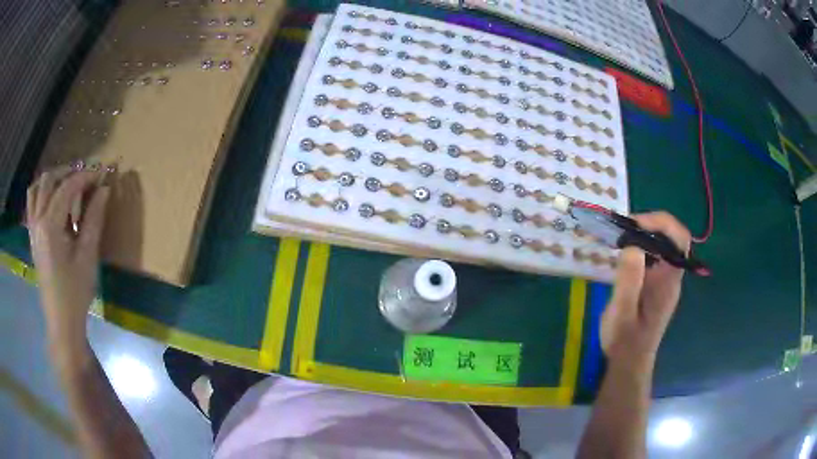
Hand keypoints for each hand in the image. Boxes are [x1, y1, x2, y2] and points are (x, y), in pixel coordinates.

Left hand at [27, 170, 109, 344]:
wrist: (61, 321)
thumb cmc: (75, 292)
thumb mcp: (87, 256)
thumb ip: (94, 219)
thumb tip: (104, 189)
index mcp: (50, 225)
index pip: (67, 187)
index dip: (85, 176)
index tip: (101, 173)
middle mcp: (37, 220)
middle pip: (49, 180)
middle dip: (68, 172)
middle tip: (86, 177)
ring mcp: (32, 228)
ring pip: (37, 188)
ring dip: (53, 180)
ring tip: (67, 184)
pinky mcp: (32, 236)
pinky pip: (32, 203)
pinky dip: (41, 192)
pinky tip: (52, 200)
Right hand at [600, 212, 690, 368]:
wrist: (629, 363)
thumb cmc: (625, 340)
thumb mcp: (622, 312)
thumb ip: (629, 280)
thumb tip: (632, 245)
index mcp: (669, 281)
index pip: (679, 238)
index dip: (661, 222)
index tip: (635, 223)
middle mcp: (672, 277)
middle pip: (672, 238)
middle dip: (651, 225)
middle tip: (624, 228)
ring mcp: (666, 282)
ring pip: (664, 247)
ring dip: (645, 235)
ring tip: (622, 238)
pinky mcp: (658, 287)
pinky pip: (656, 258)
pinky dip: (643, 248)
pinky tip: (625, 256)